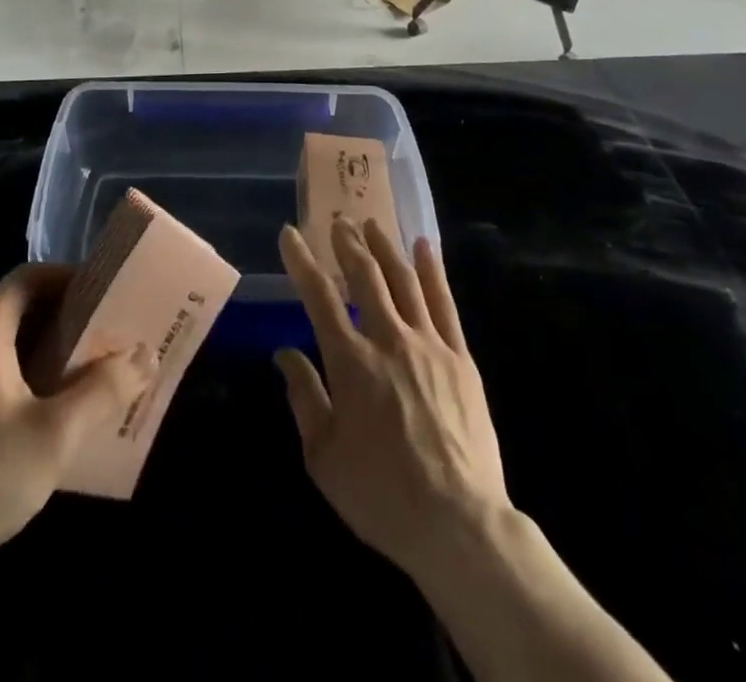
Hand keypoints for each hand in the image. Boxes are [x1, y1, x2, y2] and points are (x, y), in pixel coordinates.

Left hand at [0, 263, 154, 590]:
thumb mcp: (56, 435)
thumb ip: (105, 389)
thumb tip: (147, 354)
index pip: (31, 276)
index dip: (71, 278)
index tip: (109, 296)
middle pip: (19, 306)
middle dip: (65, 316)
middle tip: (107, 335)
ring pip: (5, 340)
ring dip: (46, 347)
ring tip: (88, 371)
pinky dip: (23, 372)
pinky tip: (49, 409)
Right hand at [275, 219, 507, 585]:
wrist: (459, 523)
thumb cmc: (382, 494)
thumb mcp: (324, 457)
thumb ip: (304, 397)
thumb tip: (284, 354)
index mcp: (350, 363)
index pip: (318, 297)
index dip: (301, 261)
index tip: (290, 233)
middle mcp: (388, 340)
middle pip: (365, 277)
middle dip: (347, 244)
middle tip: (337, 221)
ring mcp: (429, 344)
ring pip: (403, 280)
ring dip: (384, 247)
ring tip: (371, 224)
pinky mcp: (461, 357)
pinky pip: (444, 303)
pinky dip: (432, 270)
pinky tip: (424, 247)